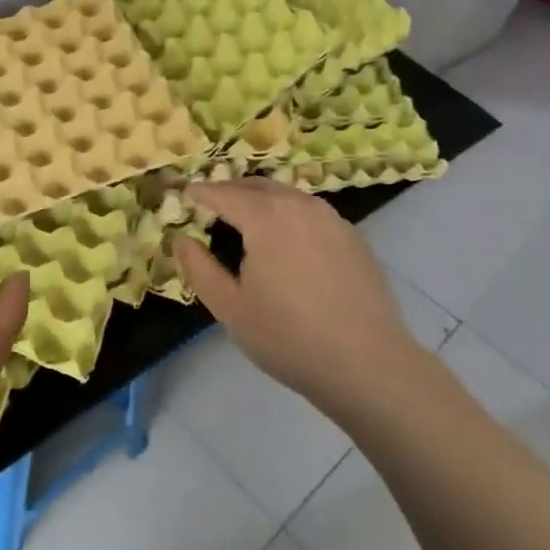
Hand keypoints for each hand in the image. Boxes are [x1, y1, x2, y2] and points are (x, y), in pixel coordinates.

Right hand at [173, 178, 417, 417]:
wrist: (367, 364)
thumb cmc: (288, 336)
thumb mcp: (230, 308)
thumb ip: (199, 268)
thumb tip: (182, 240)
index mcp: (266, 216)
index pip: (223, 193)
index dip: (199, 192)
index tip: (183, 194)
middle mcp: (300, 205)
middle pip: (256, 185)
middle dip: (229, 190)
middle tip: (210, 204)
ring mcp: (332, 219)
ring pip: (287, 195)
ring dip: (260, 199)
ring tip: (244, 219)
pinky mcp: (353, 238)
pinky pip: (310, 212)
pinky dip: (288, 214)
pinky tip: (285, 242)